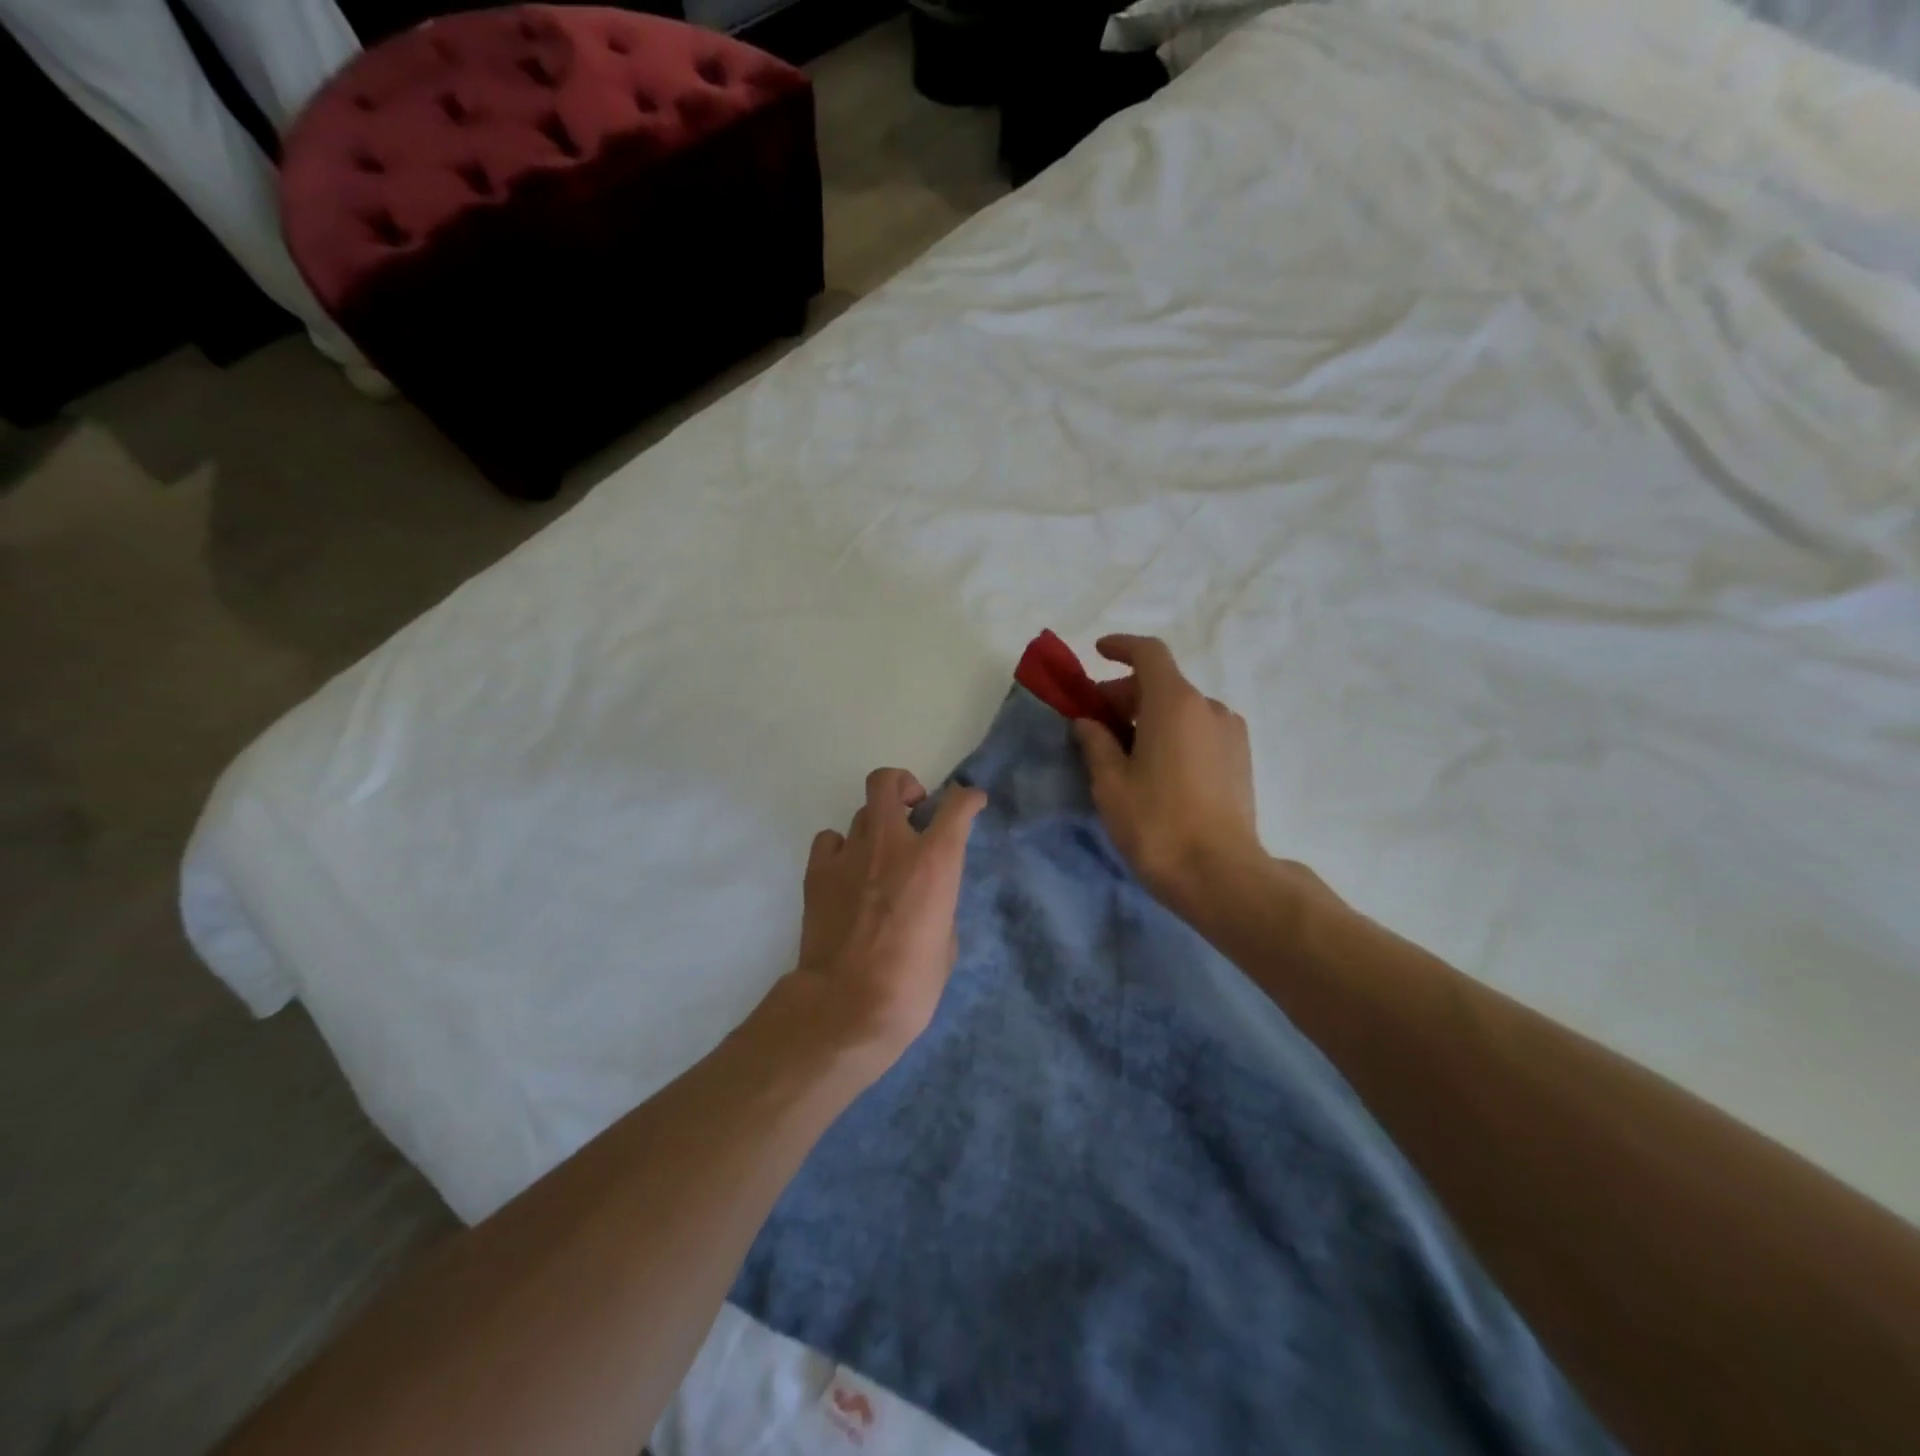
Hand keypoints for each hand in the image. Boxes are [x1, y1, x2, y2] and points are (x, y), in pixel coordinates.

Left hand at [778, 767, 986, 1083]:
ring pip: (861, 813)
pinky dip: (841, 848)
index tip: (972, 802)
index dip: (968, 798)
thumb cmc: (910, 984)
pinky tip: (847, 871)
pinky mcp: (817, 872)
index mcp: (934, 861)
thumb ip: (940, 903)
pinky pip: (830, 840)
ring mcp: (850, 854)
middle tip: (912, 810)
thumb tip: (928, 895)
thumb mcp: (946, 941)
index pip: (956, 806)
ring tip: (879, 856)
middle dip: (903, 786)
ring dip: (876, 827)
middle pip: (887, 782)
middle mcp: (891, 844)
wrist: (847, 1007)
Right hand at [1073, 635, 1267, 914]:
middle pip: (1162, 683)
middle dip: (1125, 694)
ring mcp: (1230, 733)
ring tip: (1123, 752)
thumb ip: (1096, 743)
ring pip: (1182, 709)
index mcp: (1175, 703)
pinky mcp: (1241, 759)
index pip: (1149, 654)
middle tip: (1095, 723)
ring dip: (1149, 717)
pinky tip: (1156, 768)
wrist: (1221, 874)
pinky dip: (1173, 733)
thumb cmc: (1157, 824)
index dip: (1121, 647)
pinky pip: (1199, 730)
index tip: (1098, 652)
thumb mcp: (1111, 784)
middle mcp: (1209, 708)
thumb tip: (1088, 722)